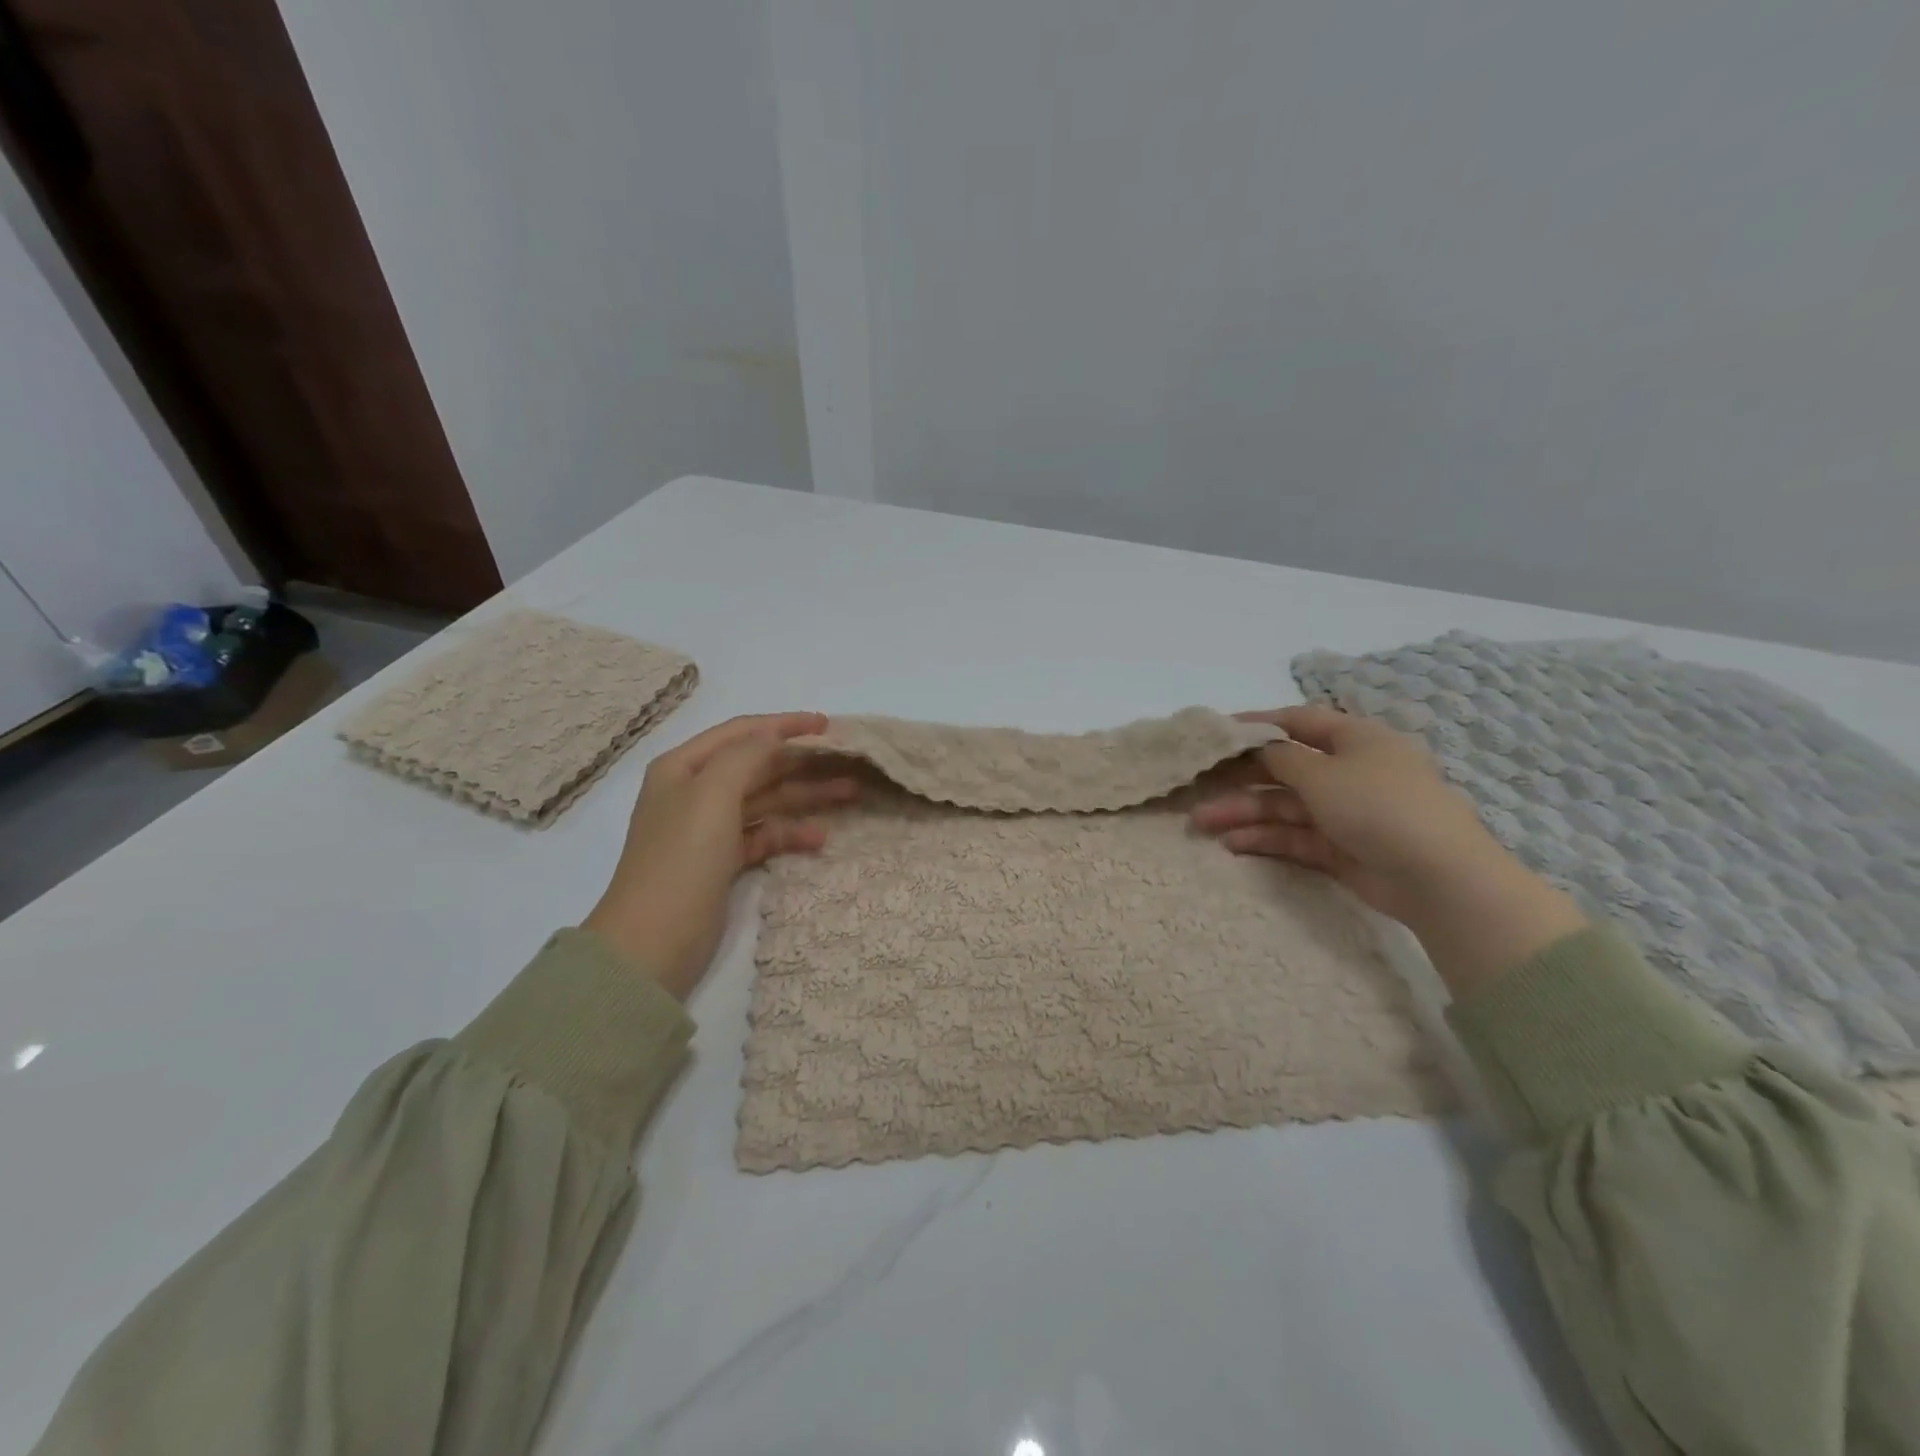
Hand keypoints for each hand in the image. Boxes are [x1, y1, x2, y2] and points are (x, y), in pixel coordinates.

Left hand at [583, 712, 857, 998]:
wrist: (652, 942)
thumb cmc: (681, 858)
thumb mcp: (712, 794)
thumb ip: (746, 756)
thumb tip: (773, 735)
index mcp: (683, 767)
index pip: (742, 732)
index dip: (785, 724)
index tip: (827, 724)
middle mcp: (695, 792)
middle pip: (758, 765)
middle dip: (803, 762)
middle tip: (849, 760)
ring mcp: (710, 829)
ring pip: (767, 800)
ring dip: (806, 796)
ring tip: (851, 793)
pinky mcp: (723, 862)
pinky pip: (764, 835)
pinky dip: (791, 834)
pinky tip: (820, 839)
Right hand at [1191, 705, 1584, 995]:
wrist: (1437, 877)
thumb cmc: (1377, 805)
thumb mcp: (1322, 772)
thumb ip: (1281, 758)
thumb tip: (1259, 747)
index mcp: (1355, 739)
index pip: (1299, 722)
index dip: (1258, 724)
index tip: (1218, 732)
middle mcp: (1350, 772)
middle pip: (1285, 768)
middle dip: (1240, 778)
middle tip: (1197, 786)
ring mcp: (1346, 813)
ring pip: (1285, 806)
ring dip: (1244, 812)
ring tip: (1202, 824)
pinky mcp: (1341, 849)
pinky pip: (1295, 837)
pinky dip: (1265, 838)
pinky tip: (1233, 844)